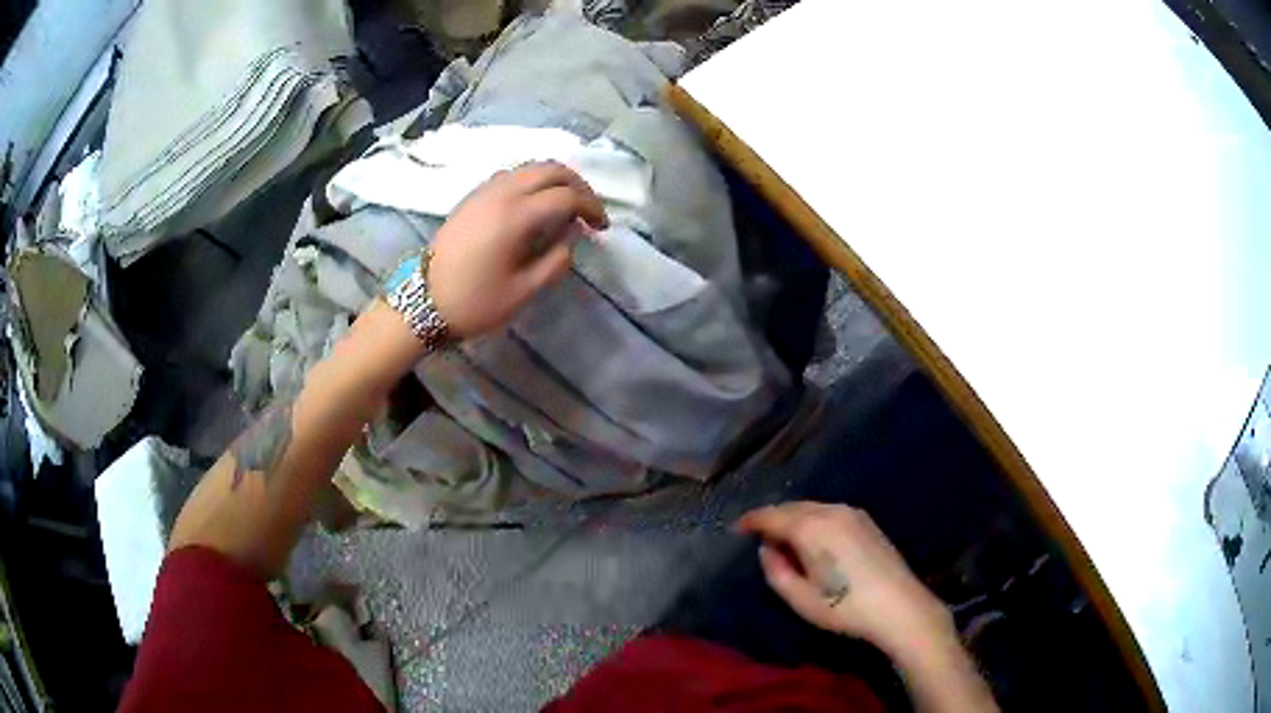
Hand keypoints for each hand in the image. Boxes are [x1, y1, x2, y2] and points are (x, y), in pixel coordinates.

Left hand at [428, 161, 607, 337]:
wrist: (422, 302)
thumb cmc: (474, 302)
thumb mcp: (523, 292)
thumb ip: (556, 260)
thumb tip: (572, 235)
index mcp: (515, 216)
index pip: (566, 196)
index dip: (591, 207)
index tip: (601, 228)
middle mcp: (501, 193)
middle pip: (551, 169)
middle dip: (578, 184)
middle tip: (589, 210)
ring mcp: (484, 191)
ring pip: (530, 167)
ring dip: (555, 179)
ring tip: (567, 205)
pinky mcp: (473, 196)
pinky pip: (512, 175)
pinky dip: (533, 181)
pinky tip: (537, 204)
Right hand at [737, 502, 955, 658]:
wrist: (899, 605)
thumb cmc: (844, 607)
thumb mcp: (800, 599)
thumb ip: (776, 572)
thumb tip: (767, 550)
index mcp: (810, 529)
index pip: (771, 516)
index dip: (752, 520)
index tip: (737, 528)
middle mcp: (829, 511)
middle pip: (792, 507)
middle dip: (772, 518)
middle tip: (758, 535)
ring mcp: (851, 512)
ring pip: (811, 507)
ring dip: (793, 517)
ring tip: (784, 538)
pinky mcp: (866, 520)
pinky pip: (828, 511)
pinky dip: (812, 518)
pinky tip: (813, 538)